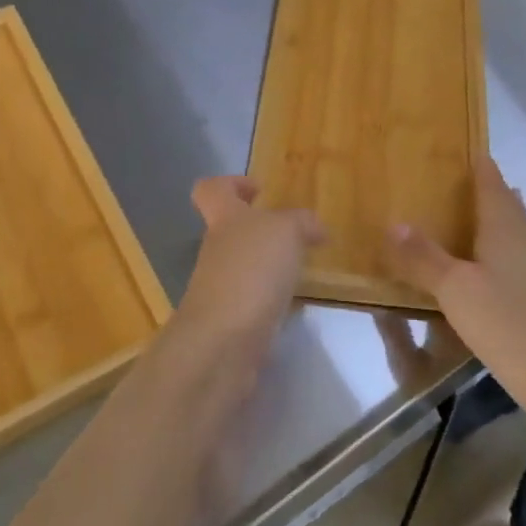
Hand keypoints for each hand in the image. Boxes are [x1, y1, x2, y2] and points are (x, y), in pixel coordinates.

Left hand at [172, 177, 323, 361]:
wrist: (223, 342)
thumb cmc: (251, 271)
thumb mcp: (286, 232)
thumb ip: (301, 222)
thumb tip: (314, 228)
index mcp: (224, 219)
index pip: (211, 190)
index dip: (231, 184)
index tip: (260, 190)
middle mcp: (217, 251)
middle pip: (231, 231)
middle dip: (263, 232)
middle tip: (298, 237)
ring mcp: (220, 288)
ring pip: (245, 267)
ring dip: (270, 267)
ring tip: (304, 271)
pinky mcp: (231, 321)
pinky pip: (254, 301)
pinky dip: (274, 300)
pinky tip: (297, 306)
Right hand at [384, 159, 525, 402]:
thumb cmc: (503, 321)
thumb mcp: (452, 288)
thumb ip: (423, 256)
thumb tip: (394, 222)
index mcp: (506, 226)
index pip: (492, 183)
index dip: (479, 166)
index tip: (464, 151)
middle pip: (509, 204)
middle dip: (489, 192)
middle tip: (460, 187)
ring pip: (520, 232)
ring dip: (500, 222)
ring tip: (474, 223)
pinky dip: (508, 253)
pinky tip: (498, 271)